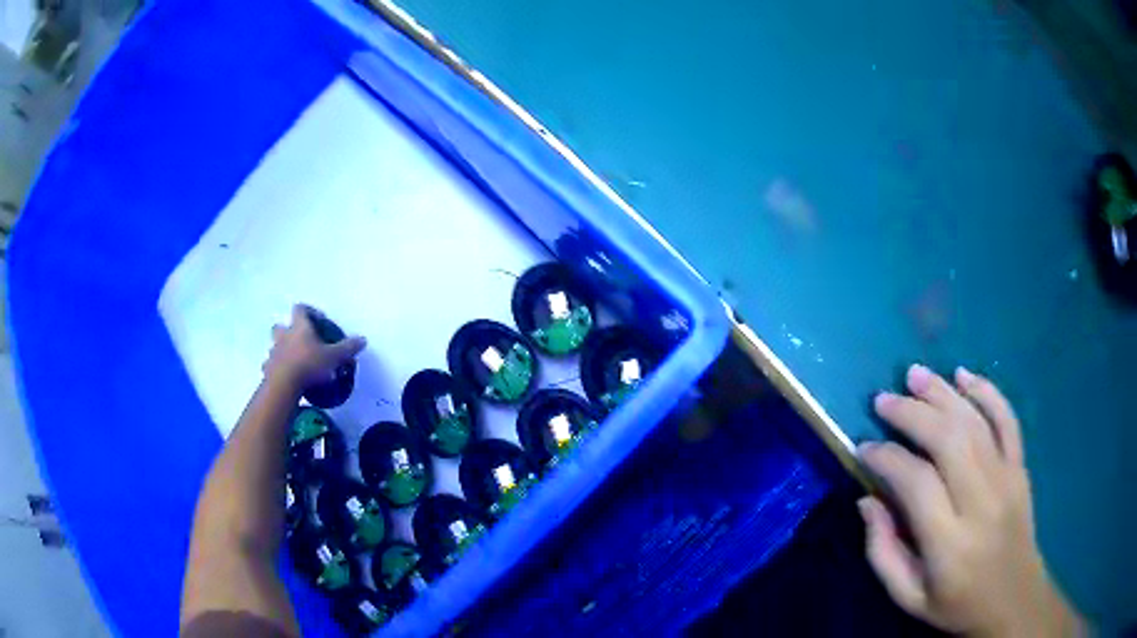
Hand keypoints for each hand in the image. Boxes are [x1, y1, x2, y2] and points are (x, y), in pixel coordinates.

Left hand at [263, 304, 366, 392]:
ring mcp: (274, 351)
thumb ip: (348, 347)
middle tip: (301, 340)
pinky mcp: (268, 368)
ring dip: (282, 350)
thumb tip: (363, 339)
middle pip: (281, 325)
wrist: (285, 384)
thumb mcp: (334, 356)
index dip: (309, 311)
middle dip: (288, 330)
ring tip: (294, 361)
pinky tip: (285, 376)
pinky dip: (276, 368)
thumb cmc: (310, 364)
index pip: (301, 309)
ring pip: (275, 345)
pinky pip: (270, 365)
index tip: (318, 320)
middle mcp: (284, 335)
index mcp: (299, 327)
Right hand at [858, 364, 1082, 636]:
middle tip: (883, 400)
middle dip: (912, 413)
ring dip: (943, 393)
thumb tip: (867, 501)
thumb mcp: (909, 597)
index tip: (864, 448)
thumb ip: (882, 552)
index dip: (887, 458)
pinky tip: (964, 375)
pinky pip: (1007, 419)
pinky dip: (987, 392)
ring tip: (914, 374)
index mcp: (949, 542)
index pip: (917, 482)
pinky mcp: (1020, 467)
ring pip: (975, 422)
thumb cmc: (956, 604)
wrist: (1012, 598)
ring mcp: (1007, 479)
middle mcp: (981, 502)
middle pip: (948, 440)